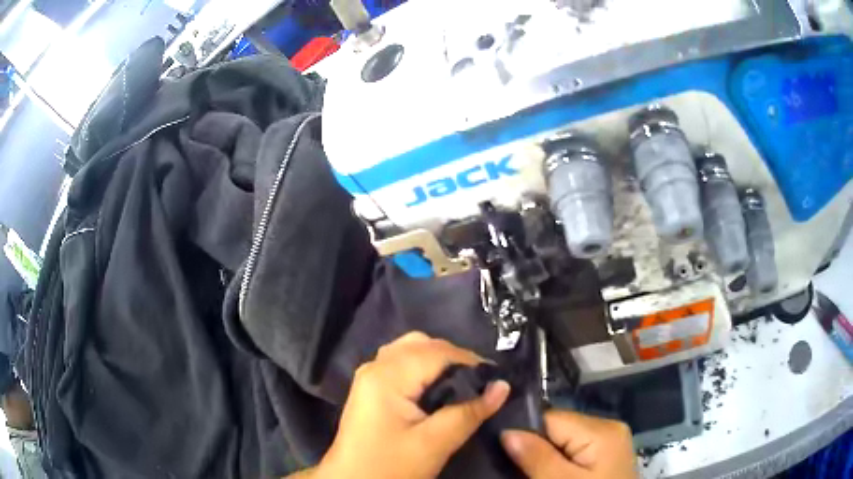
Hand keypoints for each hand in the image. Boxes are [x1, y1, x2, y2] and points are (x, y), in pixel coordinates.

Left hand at [307, 332, 510, 478]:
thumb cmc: (390, 467)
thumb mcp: (434, 444)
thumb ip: (469, 412)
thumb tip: (502, 386)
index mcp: (387, 375)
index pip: (438, 352)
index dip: (471, 362)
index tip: (497, 380)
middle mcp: (376, 366)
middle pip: (423, 345)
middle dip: (456, 359)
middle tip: (481, 384)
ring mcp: (370, 376)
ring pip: (412, 350)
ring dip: (440, 362)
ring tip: (462, 386)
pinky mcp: (371, 389)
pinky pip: (403, 364)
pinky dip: (425, 369)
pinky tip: (437, 389)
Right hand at [501, 410, 637, 478]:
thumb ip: (537, 458)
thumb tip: (507, 431)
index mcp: (601, 430)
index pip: (551, 418)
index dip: (525, 434)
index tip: (505, 452)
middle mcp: (609, 427)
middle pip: (558, 428)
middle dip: (536, 446)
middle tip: (518, 468)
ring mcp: (610, 441)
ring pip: (565, 439)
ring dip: (547, 455)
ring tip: (532, 472)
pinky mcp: (607, 454)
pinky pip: (576, 449)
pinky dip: (561, 460)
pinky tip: (554, 473)